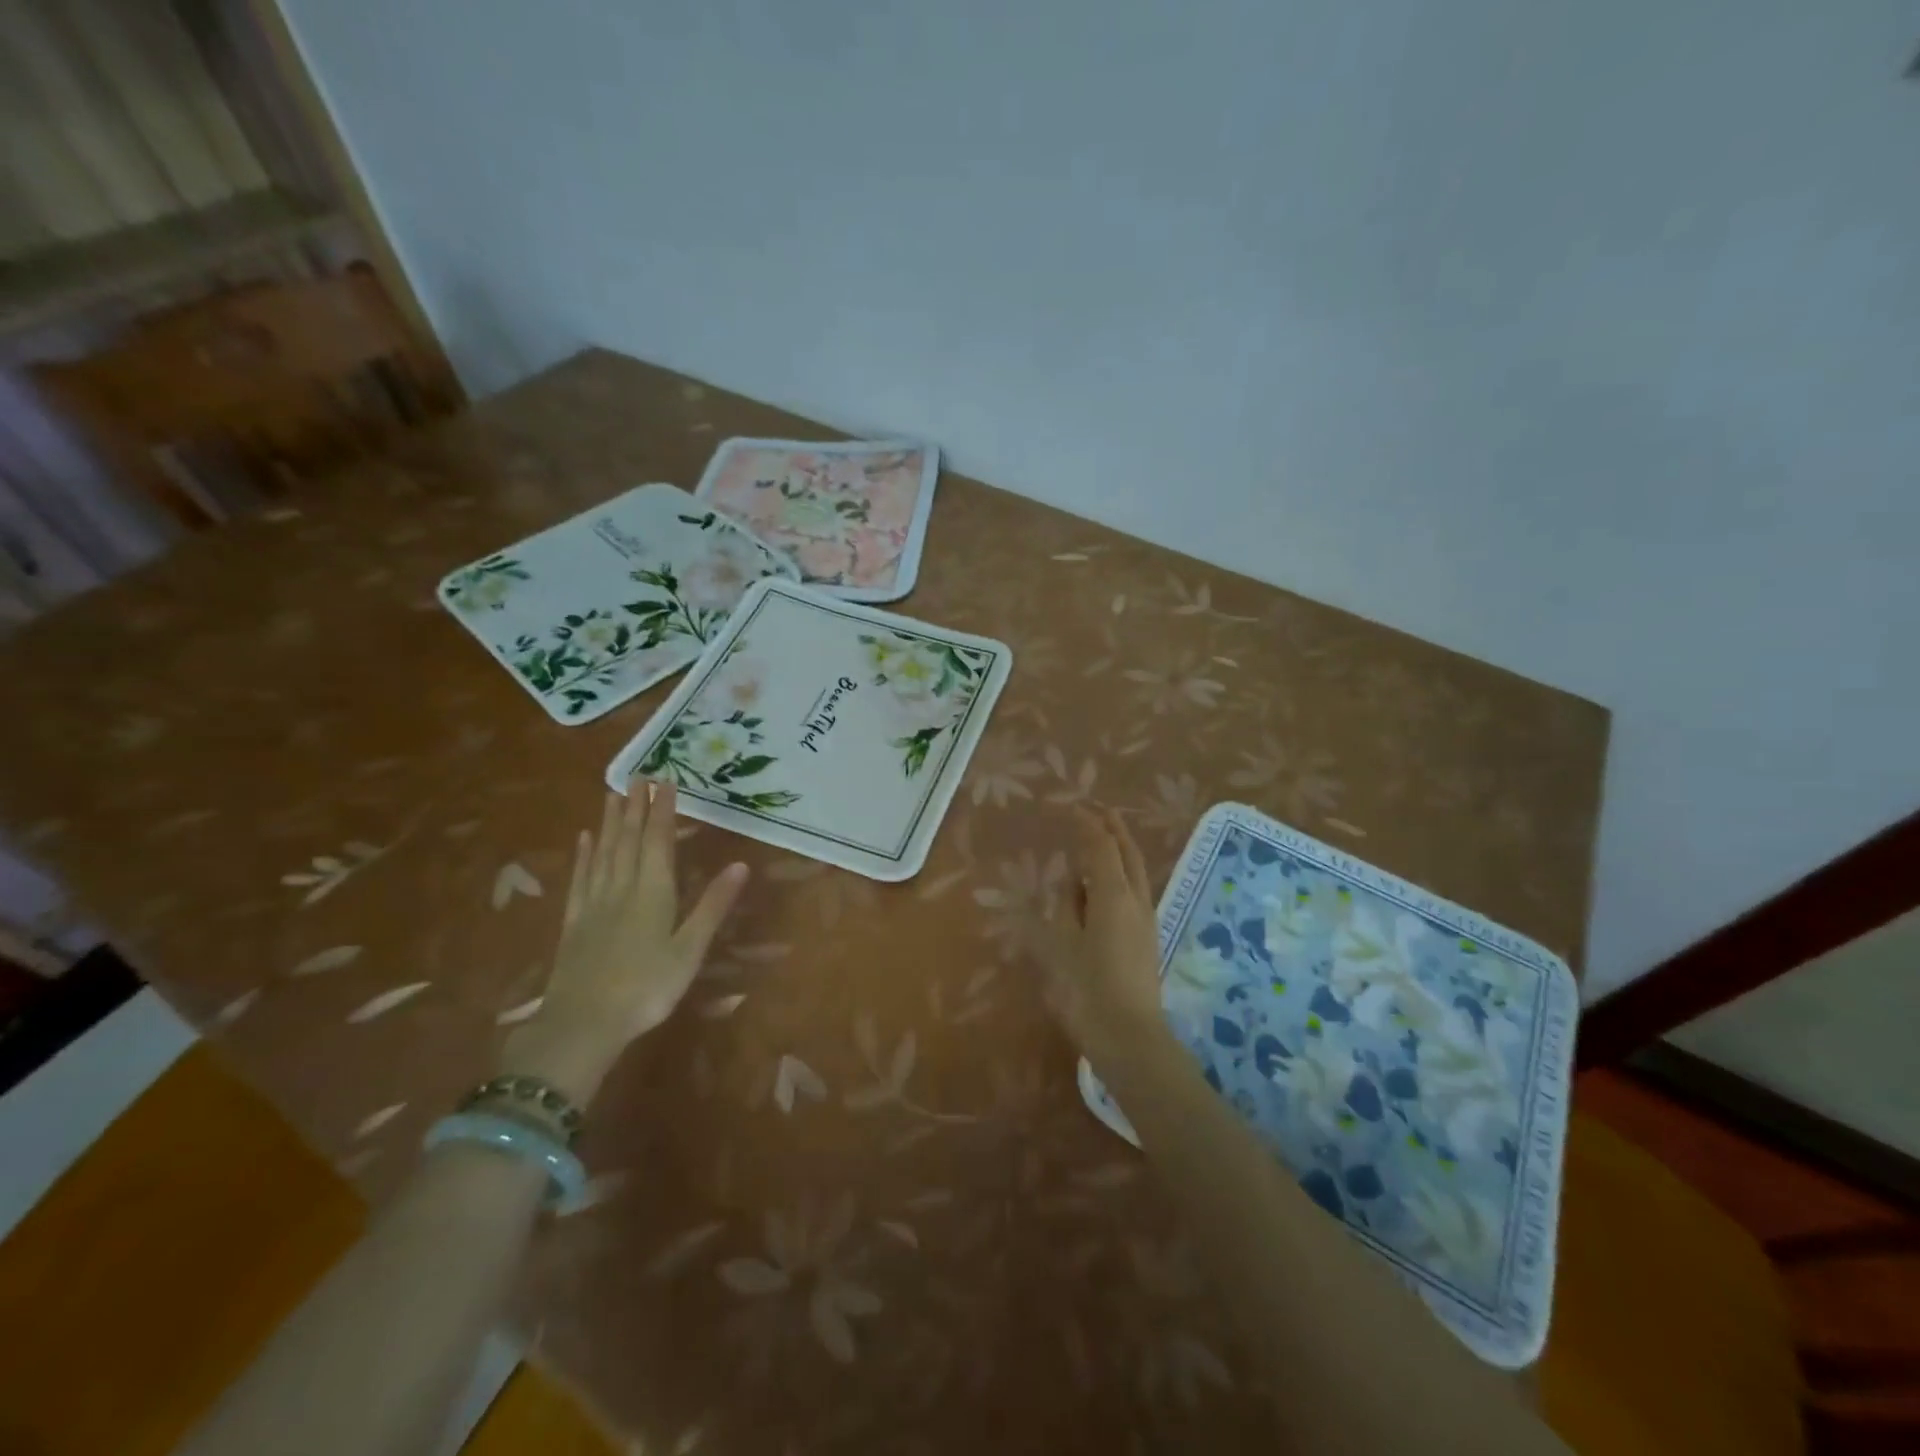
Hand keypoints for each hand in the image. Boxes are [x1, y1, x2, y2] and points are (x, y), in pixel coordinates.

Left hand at [502, 784, 747, 1105]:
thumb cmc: (647, 988)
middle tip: (638, 775)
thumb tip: (741, 864)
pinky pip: (580, 879)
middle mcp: (622, 888)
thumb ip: (713, 906)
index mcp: (653, 893)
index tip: (666, 782)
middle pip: (628, 840)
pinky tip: (584, 839)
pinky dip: (584, 855)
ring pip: (603, 853)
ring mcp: (594, 904)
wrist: (582, 1025)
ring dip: (609, 822)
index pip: (658, 841)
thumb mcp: (690, 950)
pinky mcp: (574, 922)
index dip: (662, 810)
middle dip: (635, 806)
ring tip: (612, 794)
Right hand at [1033, 807, 1168, 1064]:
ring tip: (1105, 836)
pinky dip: (1123, 871)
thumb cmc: (1087, 989)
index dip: (1087, 825)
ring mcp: (1146, 919)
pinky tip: (1109, 881)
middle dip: (1114, 828)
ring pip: (1136, 871)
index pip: (1101, 847)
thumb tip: (1074, 884)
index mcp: (1113, 895)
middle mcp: (1135, 900)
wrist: (1129, 1037)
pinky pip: (1136, 890)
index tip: (1073, 809)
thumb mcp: (1063, 944)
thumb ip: (1067, 907)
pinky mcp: (1147, 937)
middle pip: (1128, 853)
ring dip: (1121, 848)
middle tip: (1098, 810)